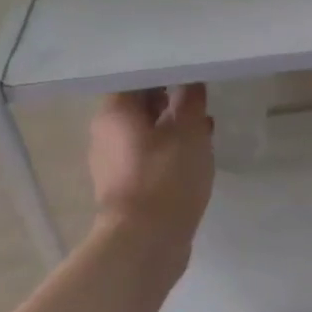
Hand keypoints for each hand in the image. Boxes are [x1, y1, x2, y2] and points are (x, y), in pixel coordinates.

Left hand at [88, 87, 214, 257]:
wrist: (146, 241)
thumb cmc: (166, 176)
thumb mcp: (188, 129)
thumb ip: (190, 99)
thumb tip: (189, 80)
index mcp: (114, 111)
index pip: (136, 77)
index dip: (165, 71)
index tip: (190, 70)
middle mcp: (106, 132)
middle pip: (139, 104)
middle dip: (171, 99)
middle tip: (202, 96)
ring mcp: (113, 162)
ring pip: (146, 131)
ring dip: (174, 126)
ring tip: (205, 125)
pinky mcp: (126, 186)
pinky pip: (149, 156)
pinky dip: (170, 150)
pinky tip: (196, 154)